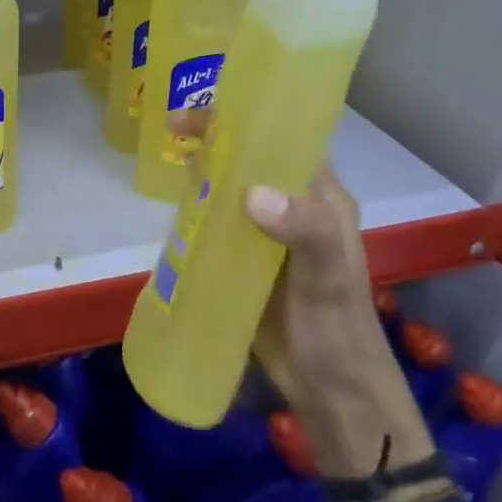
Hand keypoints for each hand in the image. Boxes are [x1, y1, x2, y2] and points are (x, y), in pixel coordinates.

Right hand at [167, 109, 433, 482]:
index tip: (207, 111)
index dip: (250, 116)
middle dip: (216, 138)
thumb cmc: (335, 327)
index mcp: (320, 196)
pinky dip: (195, 206)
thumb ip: (305, 230)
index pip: (285, 138)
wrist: (328, 390)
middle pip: (251, 157)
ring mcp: (265, 231)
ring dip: (202, 171)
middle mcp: (293, 204)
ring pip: (229, 186)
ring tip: (166, 160)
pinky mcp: (243, 257)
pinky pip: (216, 219)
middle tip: (173, 131)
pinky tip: (172, 206)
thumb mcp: (327, 275)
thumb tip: (252, 194)